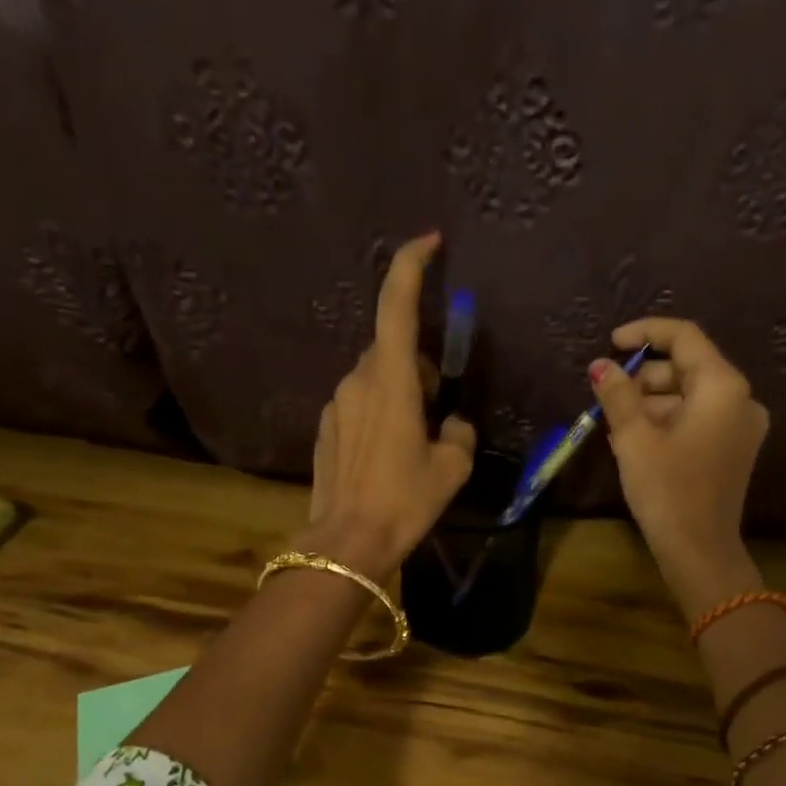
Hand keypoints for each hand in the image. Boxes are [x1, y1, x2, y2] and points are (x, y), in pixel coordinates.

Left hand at [302, 232, 475, 581]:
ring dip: (400, 391)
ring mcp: (337, 404)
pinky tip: (390, 454)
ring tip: (417, 438)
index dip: (411, 263)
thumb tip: (452, 424)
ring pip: (375, 377)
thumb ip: (458, 433)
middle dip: (419, 362)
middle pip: (391, 347)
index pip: (397, 303)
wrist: (347, 543)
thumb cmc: (404, 502)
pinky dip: (380, 412)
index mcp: (391, 380)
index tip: (430, 242)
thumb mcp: (450, 469)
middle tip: (440, 405)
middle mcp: (358, 381)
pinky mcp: (327, 428)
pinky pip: (360, 403)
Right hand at [591, 318, 767, 612]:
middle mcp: (740, 399)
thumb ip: (618, 395)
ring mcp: (740, 427)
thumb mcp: (635, 439)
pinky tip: (634, 439)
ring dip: (652, 402)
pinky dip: (667, 421)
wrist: (700, 551)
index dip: (645, 333)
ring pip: (690, 396)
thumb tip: (601, 365)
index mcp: (723, 387)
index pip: (685, 338)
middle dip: (645, 376)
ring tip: (614, 422)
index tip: (612, 343)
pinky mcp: (733, 450)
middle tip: (606, 394)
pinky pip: (697, 420)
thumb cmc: (667, 490)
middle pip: (688, 367)